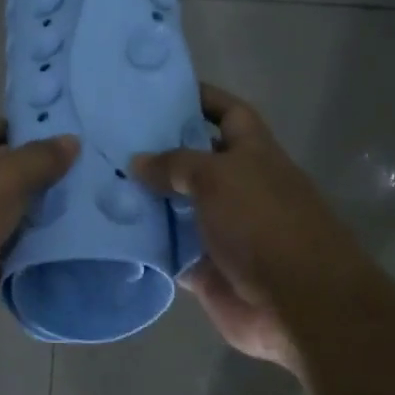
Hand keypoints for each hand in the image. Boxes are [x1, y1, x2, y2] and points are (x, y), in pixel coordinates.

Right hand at [130, 84, 366, 374]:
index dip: (199, 98)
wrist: (297, 302)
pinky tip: (109, 231)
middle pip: (194, 161)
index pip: (227, 112)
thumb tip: (138, 161)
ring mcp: (221, 229)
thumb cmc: (263, 222)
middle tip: (108, 140)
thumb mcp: (218, 177)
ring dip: (145, 199)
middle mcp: (237, 186)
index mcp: (252, 153)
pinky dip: (145, 244)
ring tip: (97, 182)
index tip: (156, 92)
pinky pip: (168, 250)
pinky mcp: (205, 268)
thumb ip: (175, 164)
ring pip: (176, 207)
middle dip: (158, 151)